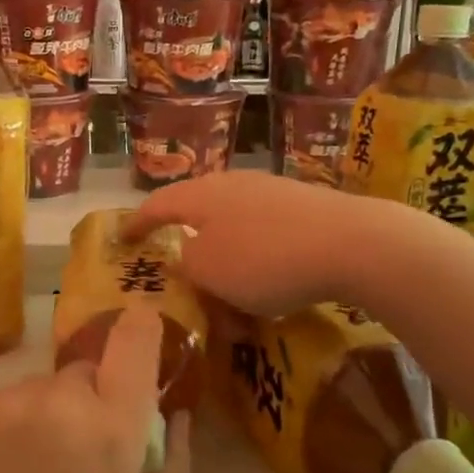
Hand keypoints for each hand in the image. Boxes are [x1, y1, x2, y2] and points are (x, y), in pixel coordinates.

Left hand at [0, 307, 192, 472]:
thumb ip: (172, 464)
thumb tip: (179, 414)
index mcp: (110, 430)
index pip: (134, 340)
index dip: (143, 327)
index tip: (143, 329)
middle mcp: (58, 402)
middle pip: (87, 373)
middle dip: (94, 400)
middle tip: (83, 455)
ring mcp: (7, 403)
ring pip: (45, 388)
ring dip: (52, 413)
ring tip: (37, 471)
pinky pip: (8, 401)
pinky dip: (14, 423)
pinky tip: (5, 472)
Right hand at [122, 171, 374, 316]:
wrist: (351, 243)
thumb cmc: (264, 258)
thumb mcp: (209, 272)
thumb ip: (187, 265)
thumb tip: (190, 258)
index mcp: (200, 195)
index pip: (156, 205)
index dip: (136, 224)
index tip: (122, 239)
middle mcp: (232, 184)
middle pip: (197, 212)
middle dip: (186, 242)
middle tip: (177, 267)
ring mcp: (271, 192)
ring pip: (233, 226)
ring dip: (224, 258)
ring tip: (226, 288)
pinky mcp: (303, 206)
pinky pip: (264, 234)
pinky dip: (255, 259)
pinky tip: (268, 284)